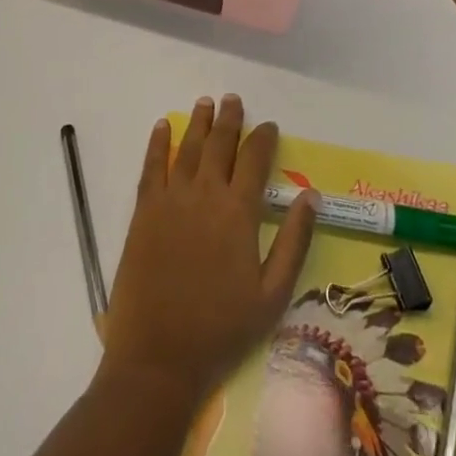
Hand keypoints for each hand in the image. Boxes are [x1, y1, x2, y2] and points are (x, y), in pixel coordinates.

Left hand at [101, 95, 316, 408]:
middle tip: (234, 100)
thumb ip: (293, 241)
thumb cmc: (222, 329)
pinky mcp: (144, 210)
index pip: (255, 160)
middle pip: (219, 144)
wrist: (159, 356)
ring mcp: (171, 199)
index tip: (269, 126)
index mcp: (238, 211)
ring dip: (198, 122)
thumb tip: (311, 197)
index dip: (264, 138)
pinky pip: (152, 165)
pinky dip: (158, 143)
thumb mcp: (272, 294)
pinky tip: (162, 126)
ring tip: (206, 103)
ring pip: (187, 147)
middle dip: (229, 119)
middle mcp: (205, 193)